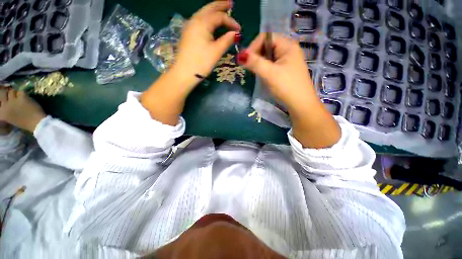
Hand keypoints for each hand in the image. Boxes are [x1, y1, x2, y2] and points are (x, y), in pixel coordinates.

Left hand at [141, 0, 240, 125]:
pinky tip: (211, 22)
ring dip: (213, 11)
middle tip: (230, 4)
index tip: (239, 30)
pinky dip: (207, 18)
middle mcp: (194, 20)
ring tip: (222, 11)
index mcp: (202, 23)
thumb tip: (236, 34)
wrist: (183, 73)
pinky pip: (199, 21)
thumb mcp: (216, 51)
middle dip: (220, 6)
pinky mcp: (188, 34)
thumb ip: (227, 40)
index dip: (231, 21)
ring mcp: (189, 27)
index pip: (219, 17)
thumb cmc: (201, 62)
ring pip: (203, 13)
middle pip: (209, 9)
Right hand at [239, 33, 340, 148]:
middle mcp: (288, 50)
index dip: (254, 46)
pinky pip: (272, 65)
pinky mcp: (286, 70)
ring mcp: (288, 61)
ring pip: (269, 57)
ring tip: (257, 73)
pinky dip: (265, 69)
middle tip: (250, 68)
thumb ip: (255, 62)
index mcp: (287, 45)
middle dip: (256, 55)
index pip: (266, 37)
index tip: (246, 60)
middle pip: (267, 46)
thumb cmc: (286, 87)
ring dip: (260, 63)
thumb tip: (240, 55)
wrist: (300, 104)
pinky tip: (264, 76)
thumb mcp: (269, 73)